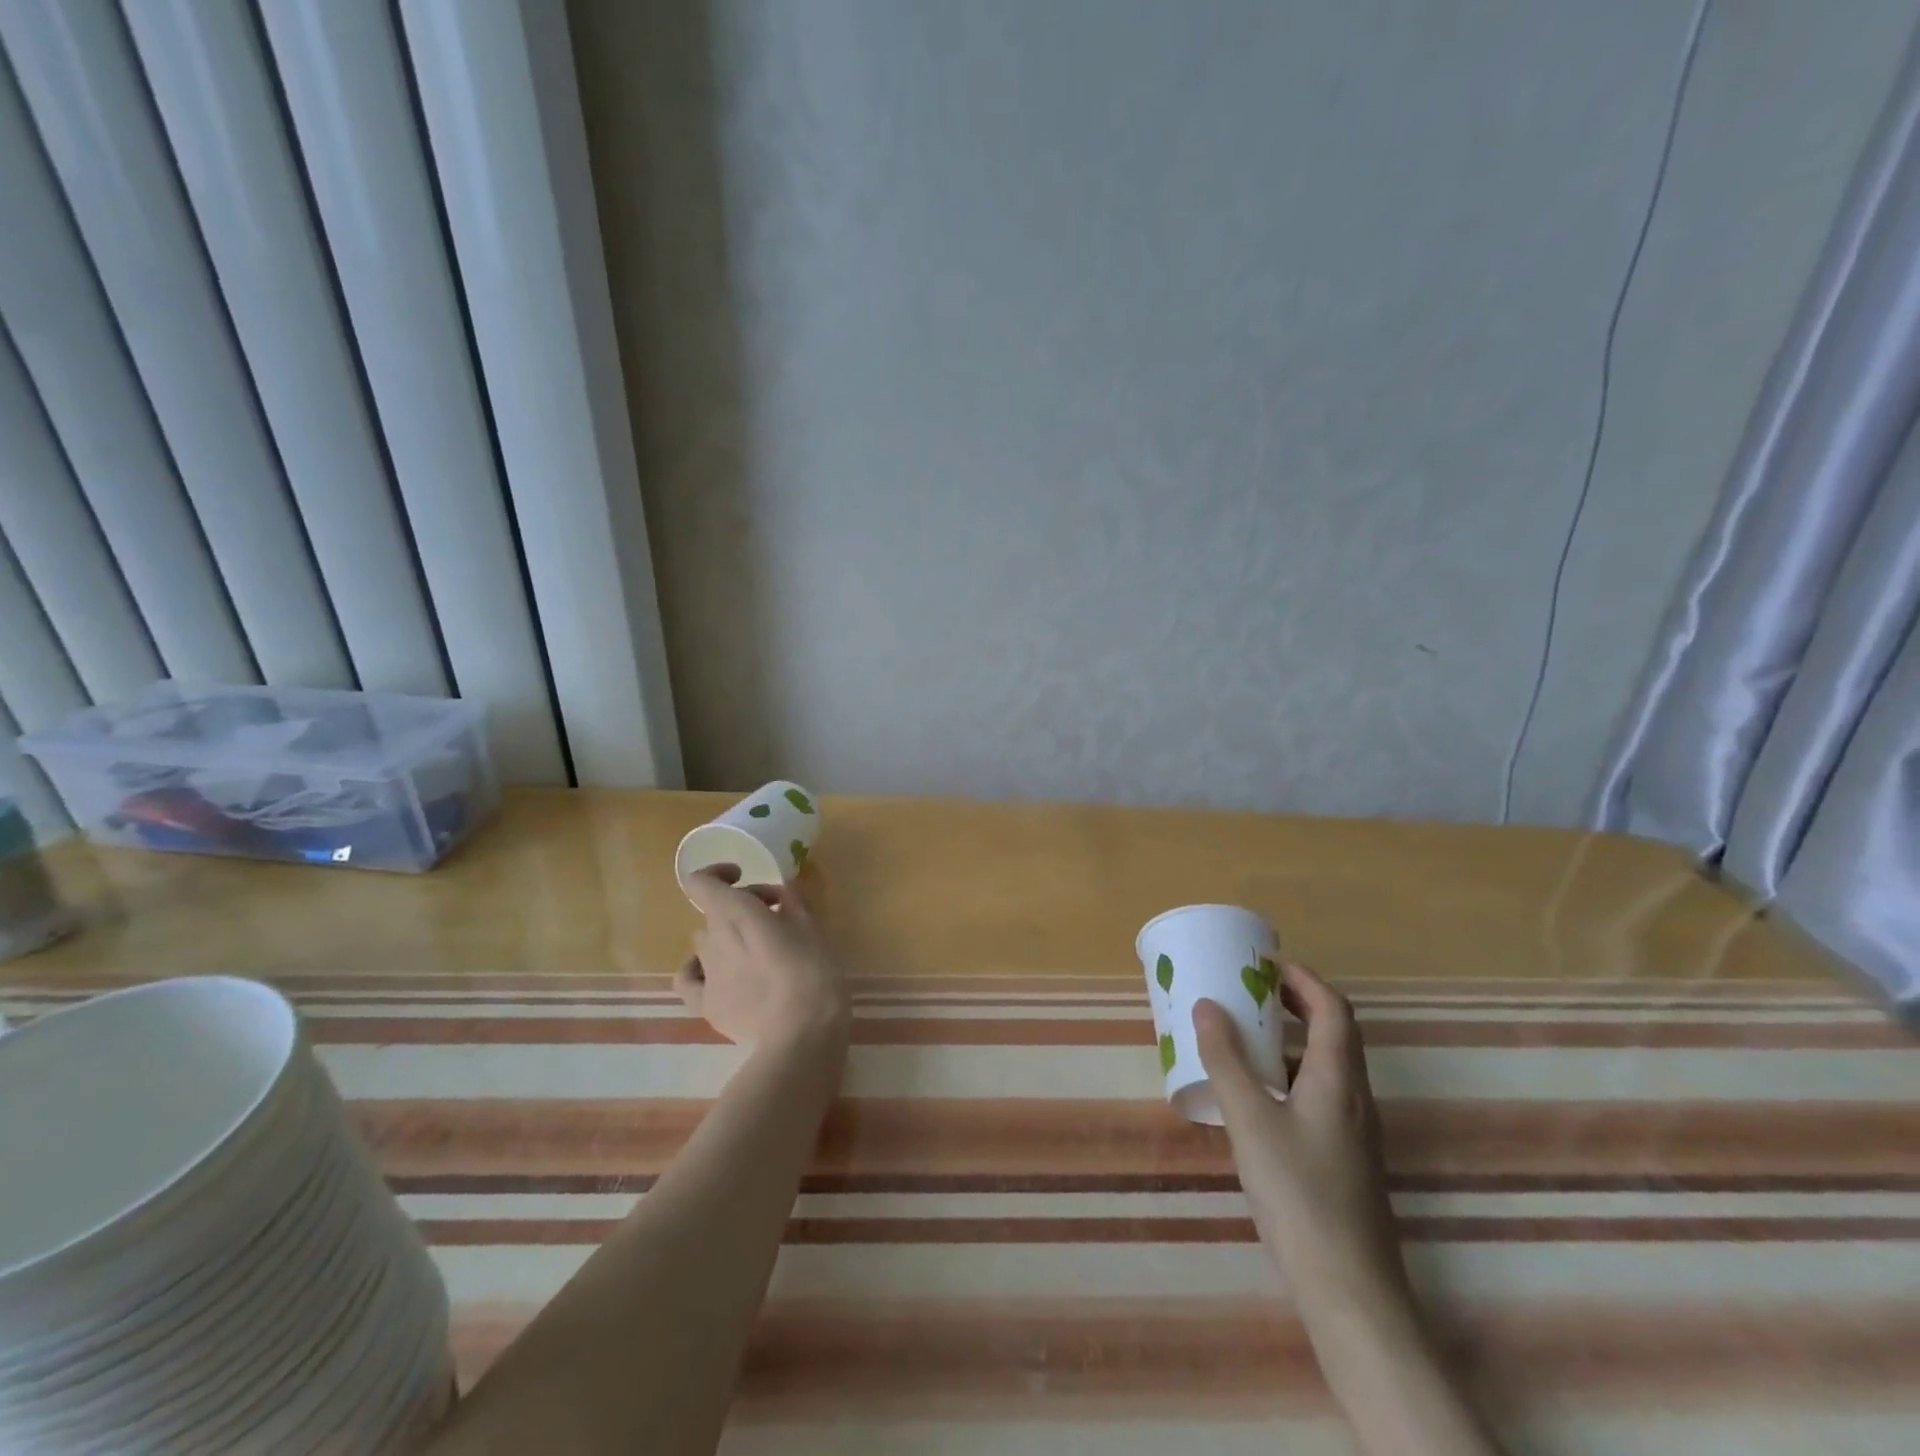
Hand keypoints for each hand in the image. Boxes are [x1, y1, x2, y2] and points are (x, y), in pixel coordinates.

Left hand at [677, 872, 849, 1049]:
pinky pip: (689, 979)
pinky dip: (699, 970)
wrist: (801, 1039)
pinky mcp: (706, 1006)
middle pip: (715, 910)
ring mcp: (707, 974)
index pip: (701, 882)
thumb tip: (786, 886)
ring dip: (728, 935)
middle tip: (779, 915)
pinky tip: (719, 974)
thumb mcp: (813, 931)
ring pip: (705, 941)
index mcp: (736, 913)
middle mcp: (713, 938)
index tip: (746, 877)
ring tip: (759, 950)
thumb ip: (795, 904)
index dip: (718, 873)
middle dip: (743, 905)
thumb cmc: (813, 976)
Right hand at [1194, 961, 1406, 1318]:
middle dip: (1297, 1003)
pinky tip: (1258, 1096)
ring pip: (1327, 1065)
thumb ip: (1227, 1061)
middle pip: (1334, 1033)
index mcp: (1338, 1079)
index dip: (1303, 979)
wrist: (1350, 1291)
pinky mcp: (1345, 1158)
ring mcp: (1354, 1131)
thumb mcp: (1251, 1120)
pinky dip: (1291, 1074)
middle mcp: (1354, 1097)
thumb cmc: (1299, 1194)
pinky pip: (1320, 1093)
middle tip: (1252, 990)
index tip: (1265, 962)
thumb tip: (1207, 1005)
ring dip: (1293, 1039)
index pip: (1333, 1009)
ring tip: (1248, 1035)